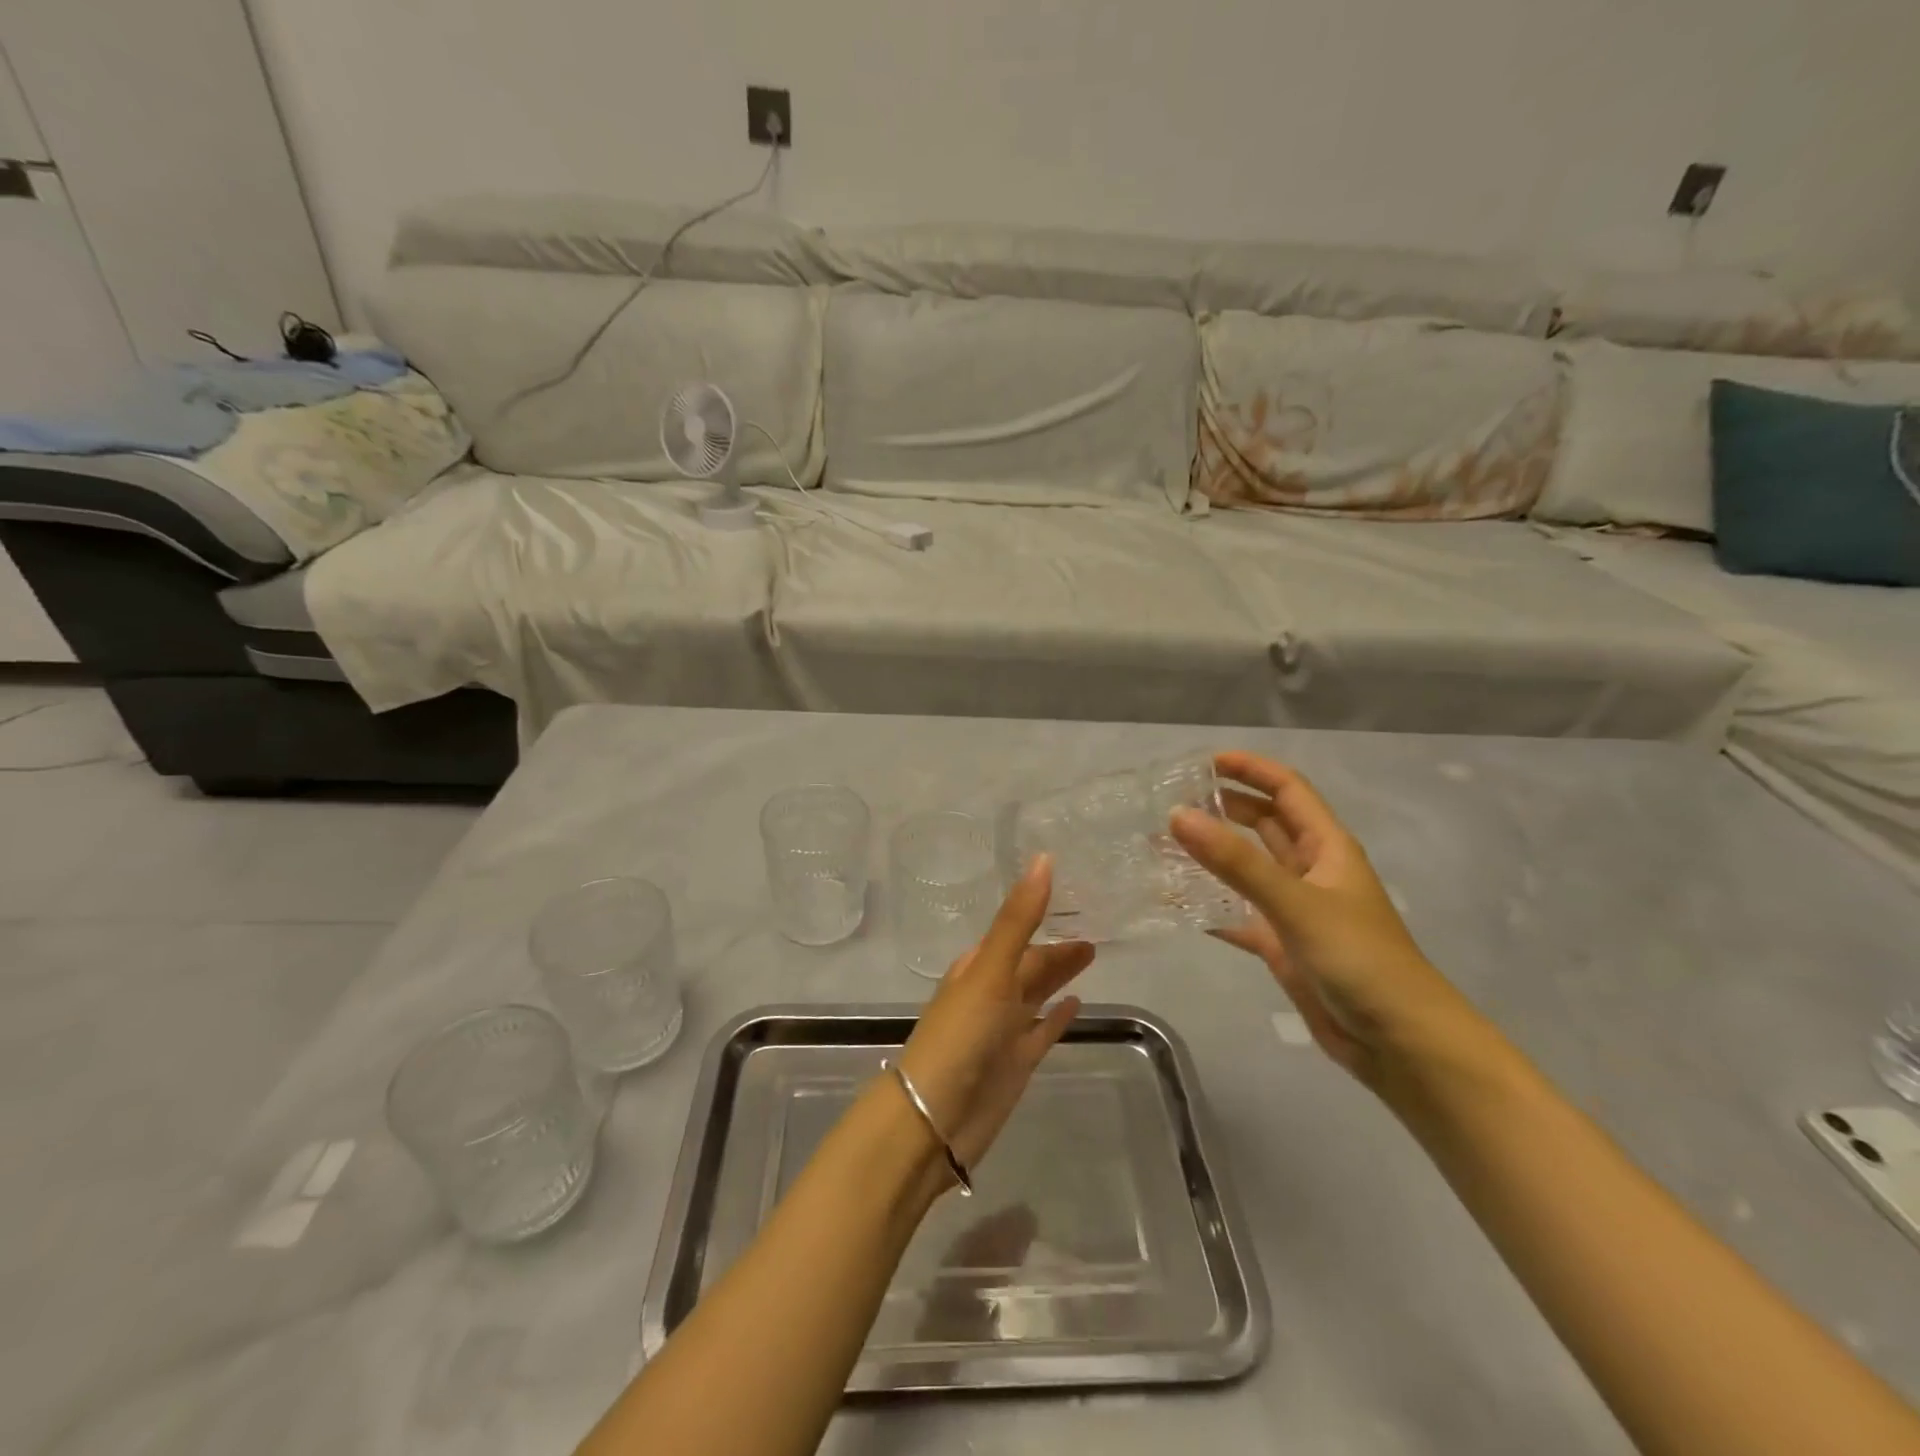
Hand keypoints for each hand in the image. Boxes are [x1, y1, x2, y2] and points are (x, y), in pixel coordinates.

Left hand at [897, 856, 1091, 1171]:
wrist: (934, 1117)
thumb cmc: (960, 1035)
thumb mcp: (990, 970)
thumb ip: (1018, 918)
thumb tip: (1043, 858)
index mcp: (978, 967)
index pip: (1017, 933)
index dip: (1041, 913)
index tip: (1073, 895)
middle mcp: (991, 994)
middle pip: (1030, 964)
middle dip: (1056, 948)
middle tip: (1094, 930)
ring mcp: (1004, 1030)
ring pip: (1037, 994)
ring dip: (1059, 977)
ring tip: (1091, 955)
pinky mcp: (1018, 1063)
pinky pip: (1042, 1031)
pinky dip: (1057, 1017)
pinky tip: (1076, 1005)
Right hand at [1170, 751, 1474, 1086]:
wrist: (1400, 1043)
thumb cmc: (1359, 959)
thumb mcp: (1296, 902)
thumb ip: (1236, 861)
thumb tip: (1178, 814)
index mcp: (1326, 847)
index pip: (1287, 789)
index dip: (1250, 770)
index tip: (1203, 762)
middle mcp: (1311, 870)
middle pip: (1266, 824)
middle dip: (1226, 808)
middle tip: (1174, 801)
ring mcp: (1296, 909)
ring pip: (1248, 869)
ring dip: (1213, 856)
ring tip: (1164, 846)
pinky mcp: (1284, 946)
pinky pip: (1239, 915)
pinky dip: (1212, 907)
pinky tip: (1177, 905)